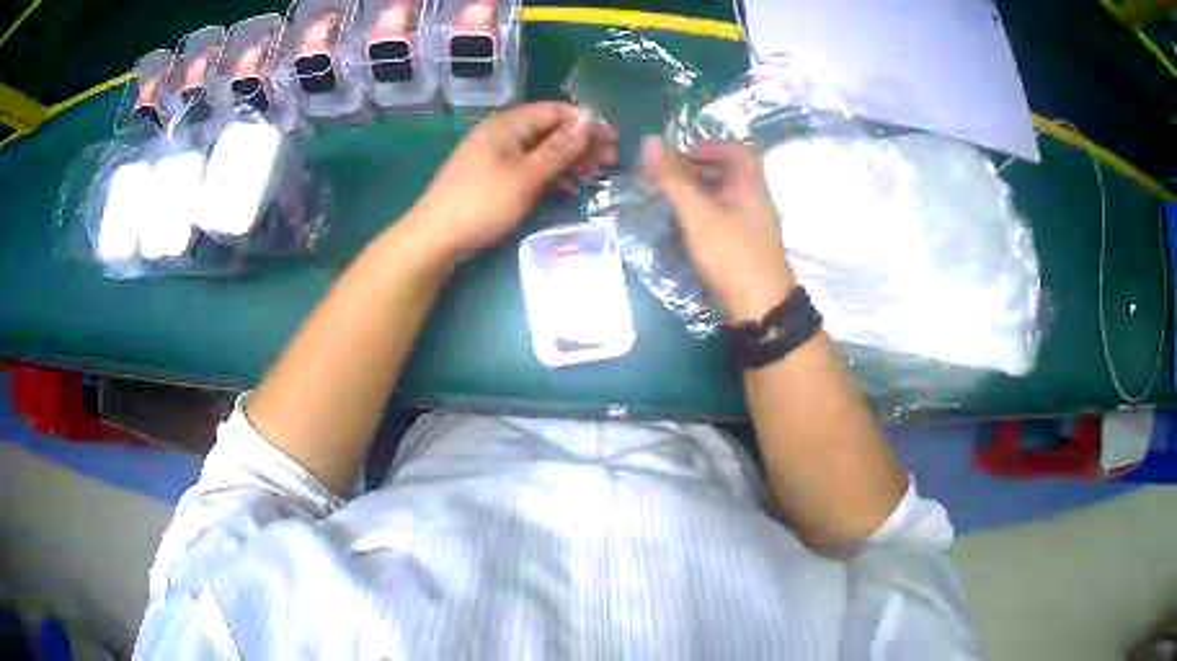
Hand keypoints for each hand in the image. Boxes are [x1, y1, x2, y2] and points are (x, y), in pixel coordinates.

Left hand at [403, 102, 617, 264]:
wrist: (436, 238)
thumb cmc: (483, 203)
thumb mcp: (527, 176)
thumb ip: (560, 148)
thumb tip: (588, 120)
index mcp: (507, 124)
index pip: (555, 111)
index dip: (586, 122)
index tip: (613, 139)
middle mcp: (501, 134)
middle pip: (549, 130)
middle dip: (581, 142)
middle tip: (612, 160)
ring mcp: (495, 156)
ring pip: (540, 150)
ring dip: (568, 160)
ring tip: (596, 174)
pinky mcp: (492, 177)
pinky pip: (528, 167)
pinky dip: (549, 174)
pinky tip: (567, 187)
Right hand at [642, 138, 794, 322]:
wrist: (760, 307)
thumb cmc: (730, 252)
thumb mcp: (696, 211)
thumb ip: (672, 177)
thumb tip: (649, 140)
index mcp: (750, 182)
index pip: (735, 149)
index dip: (708, 146)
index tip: (680, 155)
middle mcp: (756, 199)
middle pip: (729, 172)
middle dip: (697, 170)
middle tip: (667, 178)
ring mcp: (753, 224)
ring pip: (726, 197)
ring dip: (699, 193)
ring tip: (670, 201)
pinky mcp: (747, 246)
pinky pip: (725, 219)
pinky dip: (705, 215)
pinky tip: (685, 228)